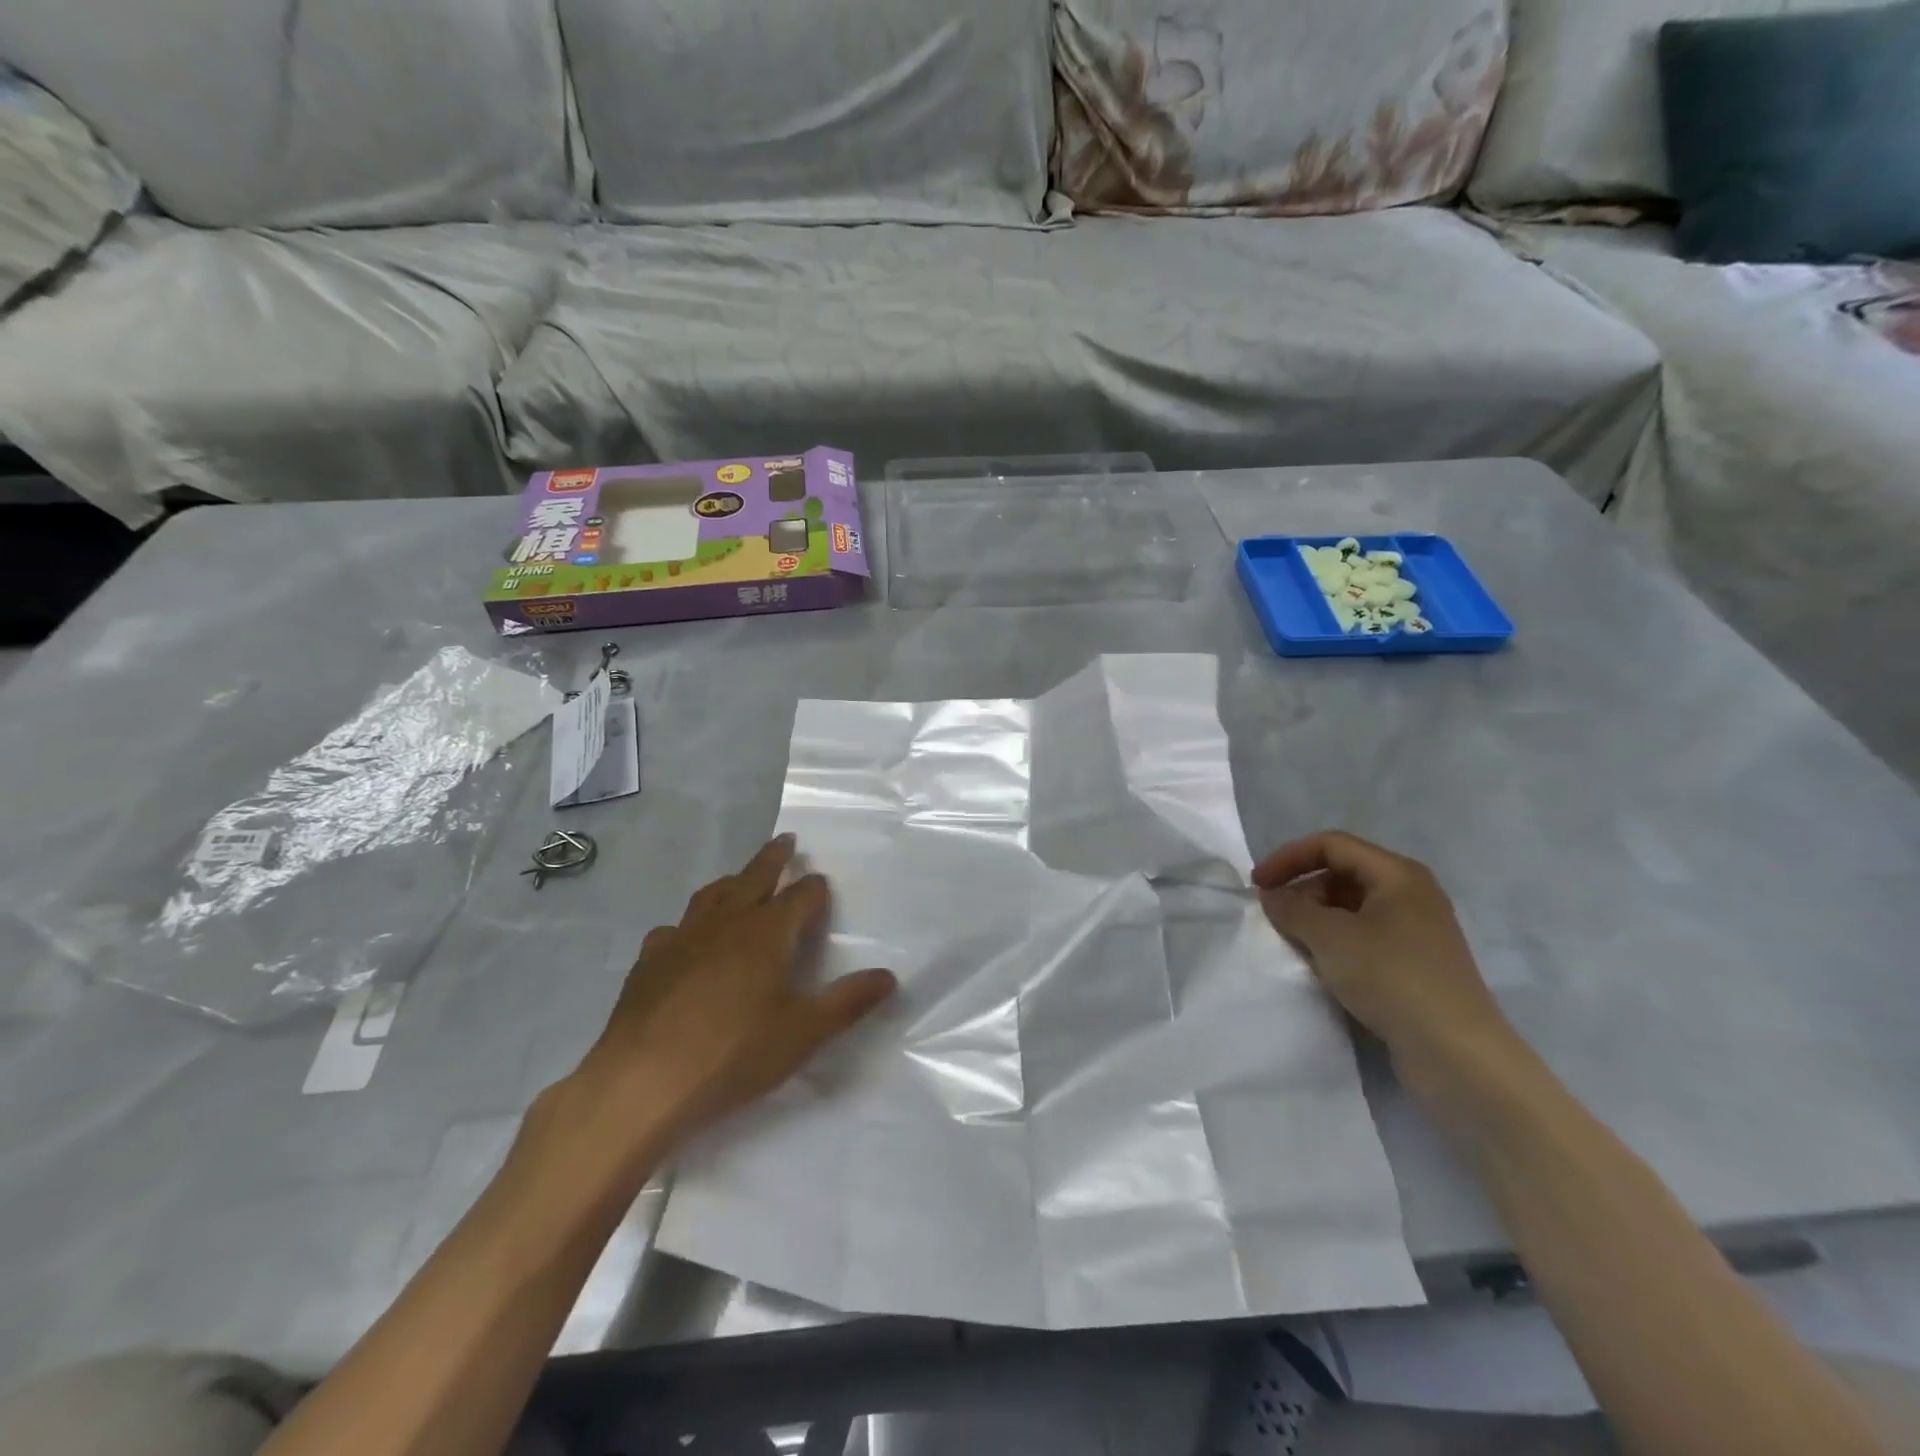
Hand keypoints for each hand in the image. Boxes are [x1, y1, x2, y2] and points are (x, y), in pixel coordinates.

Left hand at [552, 835, 895, 1169]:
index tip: (821, 881)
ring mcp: (682, 937)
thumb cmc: (734, 1053)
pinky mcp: (649, 961)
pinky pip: (674, 928)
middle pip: (755, 877)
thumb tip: (889, 976)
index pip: (800, 896)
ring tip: (739, 880)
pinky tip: (685, 939)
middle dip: (774, 858)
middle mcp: (726, 922)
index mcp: (767, 932)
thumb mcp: (804, 1032)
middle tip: (785, 840)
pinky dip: (689, 924)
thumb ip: (848, 1001)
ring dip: (732, 882)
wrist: (642, 1082)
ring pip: (712, 895)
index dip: (814, 888)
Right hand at [1254, 830, 1520, 1101]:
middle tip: (1275, 919)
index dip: (1289, 858)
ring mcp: (1416, 931)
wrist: (1456, 1053)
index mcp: (1397, 874)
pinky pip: (1365, 937)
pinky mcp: (1415, 965)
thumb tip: (1272, 896)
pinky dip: (1336, 943)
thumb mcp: (1330, 937)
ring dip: (1317, 919)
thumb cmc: (1391, 977)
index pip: (1331, 845)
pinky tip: (1323, 967)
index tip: (1257, 885)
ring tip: (1294, 944)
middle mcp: (1411, 894)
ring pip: (1352, 908)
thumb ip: (1292, 908)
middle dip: (1302, 890)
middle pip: (1342, 874)